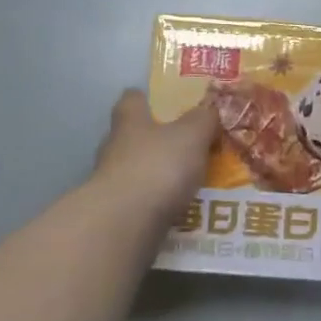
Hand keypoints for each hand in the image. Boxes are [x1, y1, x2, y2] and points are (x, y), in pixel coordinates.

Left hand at [93, 90, 218, 218]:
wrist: (125, 223)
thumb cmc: (158, 167)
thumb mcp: (191, 135)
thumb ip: (203, 120)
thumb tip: (209, 109)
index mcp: (130, 122)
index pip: (131, 99)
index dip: (144, 98)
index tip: (160, 101)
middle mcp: (114, 147)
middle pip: (132, 135)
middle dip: (154, 138)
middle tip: (185, 144)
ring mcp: (110, 182)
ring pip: (135, 169)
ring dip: (156, 173)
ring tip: (186, 181)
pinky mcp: (114, 212)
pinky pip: (139, 200)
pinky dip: (155, 202)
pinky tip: (176, 208)